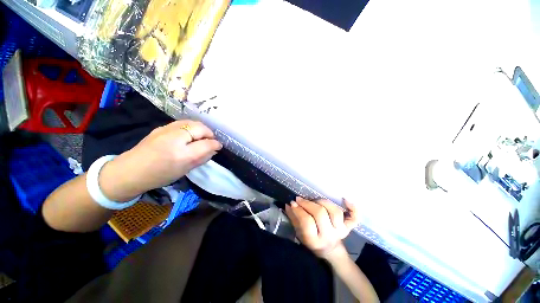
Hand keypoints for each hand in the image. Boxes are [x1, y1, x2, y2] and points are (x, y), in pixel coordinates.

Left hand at [100, 120, 221, 200]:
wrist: (131, 171)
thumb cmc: (160, 175)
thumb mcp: (185, 170)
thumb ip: (202, 158)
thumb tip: (214, 149)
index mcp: (183, 154)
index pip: (207, 143)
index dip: (216, 144)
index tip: (219, 146)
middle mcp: (175, 138)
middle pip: (200, 127)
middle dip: (209, 133)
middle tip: (210, 141)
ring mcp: (166, 130)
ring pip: (191, 122)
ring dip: (200, 129)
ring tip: (201, 136)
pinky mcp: (161, 127)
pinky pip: (182, 123)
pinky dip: (190, 127)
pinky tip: (189, 134)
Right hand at [285, 197, 358, 259]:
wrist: (330, 251)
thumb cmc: (312, 243)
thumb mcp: (299, 234)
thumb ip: (294, 219)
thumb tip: (288, 205)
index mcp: (315, 240)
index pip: (307, 222)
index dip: (299, 210)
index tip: (293, 203)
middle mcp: (329, 236)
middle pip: (321, 213)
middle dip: (308, 203)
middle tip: (300, 199)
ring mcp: (341, 231)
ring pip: (335, 212)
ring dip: (324, 202)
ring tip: (315, 201)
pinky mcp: (348, 228)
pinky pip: (354, 219)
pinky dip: (353, 209)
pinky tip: (345, 200)